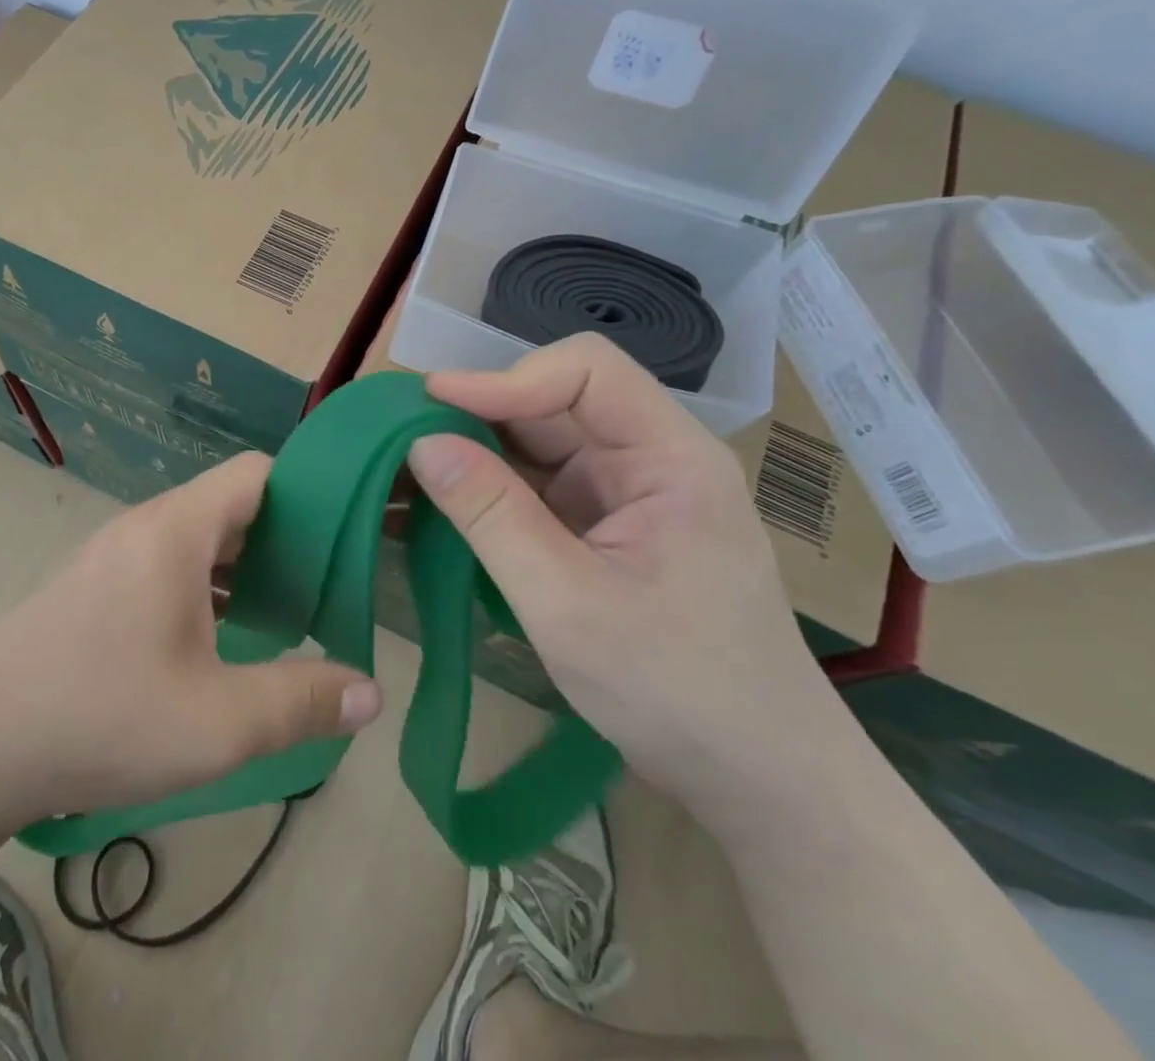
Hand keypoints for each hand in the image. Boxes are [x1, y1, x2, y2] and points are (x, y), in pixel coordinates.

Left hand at [0, 453, 382, 826]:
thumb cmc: (101, 716)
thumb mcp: (217, 723)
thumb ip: (302, 702)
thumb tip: (371, 691)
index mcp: (177, 529)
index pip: (258, 471)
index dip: (310, 491)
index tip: (349, 533)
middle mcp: (146, 526)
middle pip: (231, 504)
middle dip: (287, 536)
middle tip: (332, 582)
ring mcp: (114, 556)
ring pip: (198, 539)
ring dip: (245, 566)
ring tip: (288, 611)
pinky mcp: (94, 588)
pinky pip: (168, 566)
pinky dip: (207, 587)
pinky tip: (222, 639)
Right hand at [408, 334, 839, 809]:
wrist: (757, 780)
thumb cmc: (676, 691)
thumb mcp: (567, 603)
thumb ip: (492, 516)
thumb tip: (421, 443)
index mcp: (669, 457)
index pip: (585, 372)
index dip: (505, 378)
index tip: (432, 404)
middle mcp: (647, 460)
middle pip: (551, 407)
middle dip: (473, 420)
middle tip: (397, 440)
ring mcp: (622, 496)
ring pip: (534, 449)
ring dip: (470, 459)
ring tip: (400, 475)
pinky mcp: (601, 529)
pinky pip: (534, 492)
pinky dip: (484, 497)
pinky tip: (433, 511)